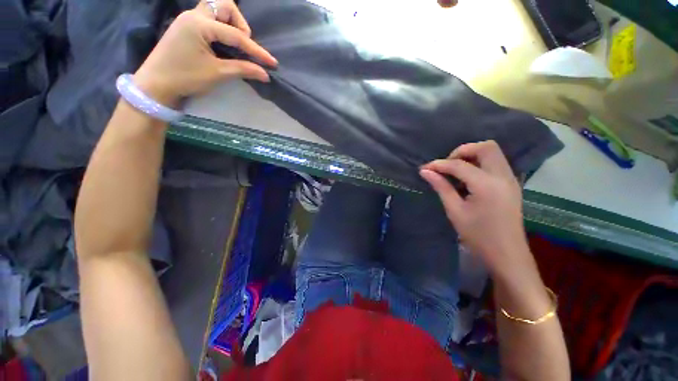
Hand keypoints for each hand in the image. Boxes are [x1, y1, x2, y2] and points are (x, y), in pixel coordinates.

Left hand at [133, 0, 276, 106]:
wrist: (155, 84)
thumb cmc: (185, 78)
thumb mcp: (217, 74)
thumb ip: (243, 69)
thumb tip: (265, 74)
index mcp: (199, 24)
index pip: (236, 35)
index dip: (257, 50)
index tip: (272, 63)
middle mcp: (194, 15)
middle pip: (224, 5)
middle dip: (240, 23)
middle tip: (244, 45)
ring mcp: (189, 19)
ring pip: (216, 9)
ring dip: (231, 23)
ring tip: (235, 45)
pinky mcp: (187, 26)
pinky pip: (209, 18)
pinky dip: (221, 28)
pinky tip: (224, 44)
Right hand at [420, 141, 528, 276]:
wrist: (507, 254)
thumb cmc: (478, 236)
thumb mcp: (455, 211)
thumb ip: (441, 187)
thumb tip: (425, 172)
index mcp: (487, 185)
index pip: (460, 165)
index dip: (439, 164)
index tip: (425, 168)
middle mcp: (503, 176)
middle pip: (486, 147)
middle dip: (462, 151)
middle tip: (446, 165)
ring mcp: (510, 179)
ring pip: (493, 152)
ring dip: (472, 155)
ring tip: (455, 170)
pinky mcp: (511, 184)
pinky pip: (496, 162)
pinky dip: (480, 162)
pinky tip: (468, 177)